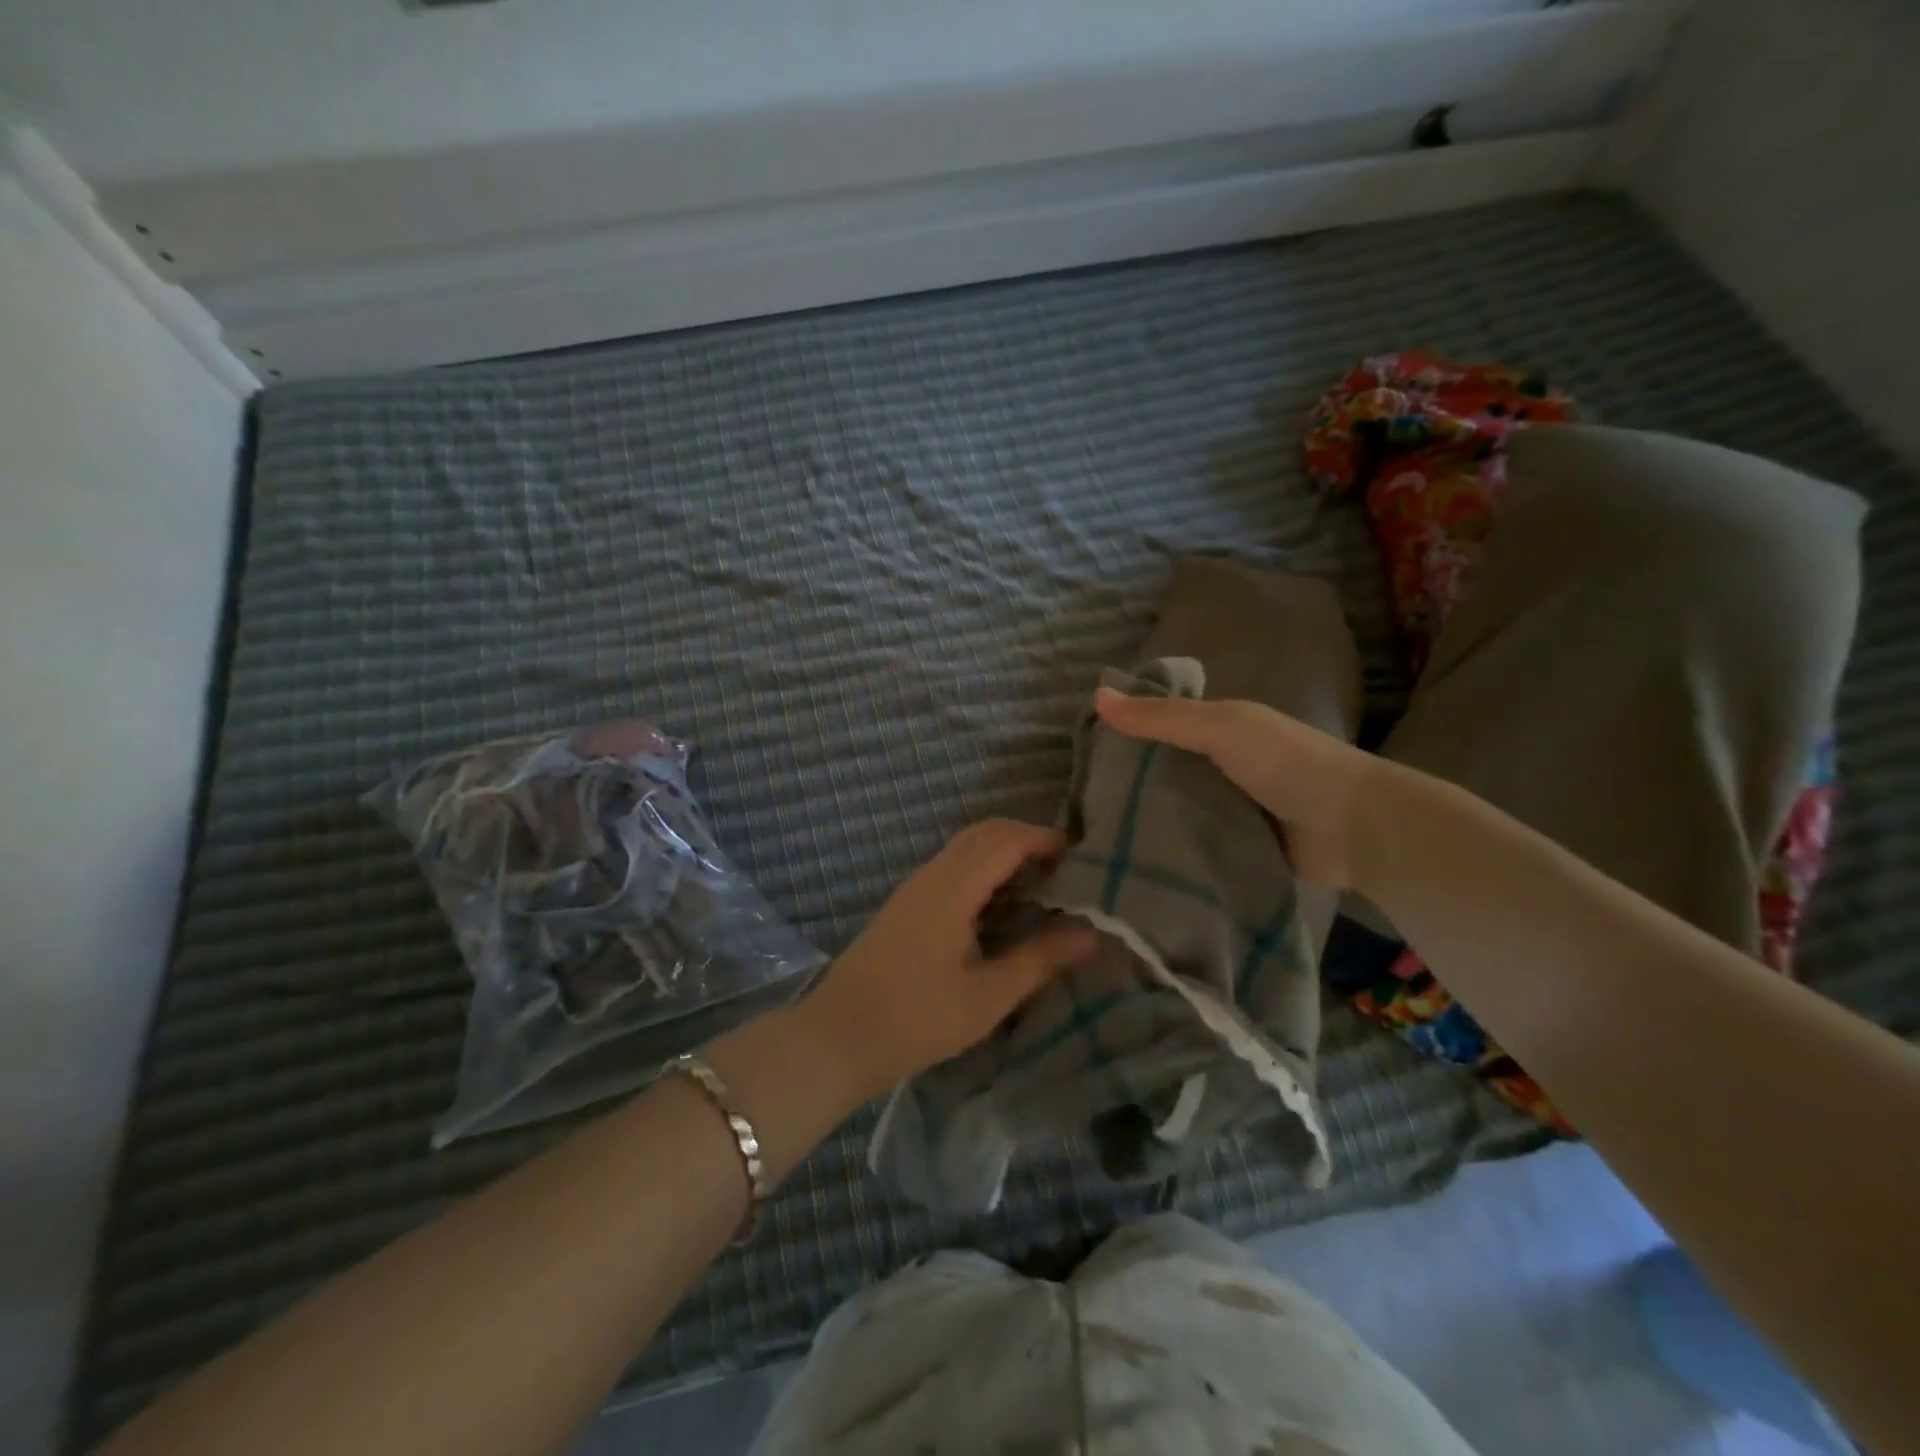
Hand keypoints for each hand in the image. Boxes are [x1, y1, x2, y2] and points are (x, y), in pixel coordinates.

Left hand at [794, 819, 1098, 1103]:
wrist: (838, 1036)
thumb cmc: (918, 1018)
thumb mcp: (988, 995)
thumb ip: (1040, 959)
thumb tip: (1091, 934)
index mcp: (953, 887)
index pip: (1007, 839)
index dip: (1046, 839)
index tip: (1083, 859)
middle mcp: (933, 874)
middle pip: (985, 832)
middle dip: (1027, 839)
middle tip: (1065, 871)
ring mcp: (915, 887)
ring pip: (966, 847)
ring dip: (1004, 853)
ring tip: (1040, 887)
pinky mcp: (906, 904)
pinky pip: (953, 866)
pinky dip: (984, 869)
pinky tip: (1000, 906)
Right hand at [1094, 687, 1379, 886]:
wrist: (1352, 827)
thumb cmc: (1286, 762)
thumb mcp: (1220, 727)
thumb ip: (1162, 717)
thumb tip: (1097, 695)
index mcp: (1219, 730)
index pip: (1160, 726)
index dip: (1125, 735)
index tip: (1080, 755)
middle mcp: (1220, 767)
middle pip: (1164, 772)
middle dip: (1129, 786)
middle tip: (1081, 806)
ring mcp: (1229, 809)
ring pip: (1175, 811)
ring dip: (1148, 822)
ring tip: (1097, 838)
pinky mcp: (1236, 848)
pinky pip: (1193, 846)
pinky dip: (1171, 851)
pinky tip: (1134, 861)